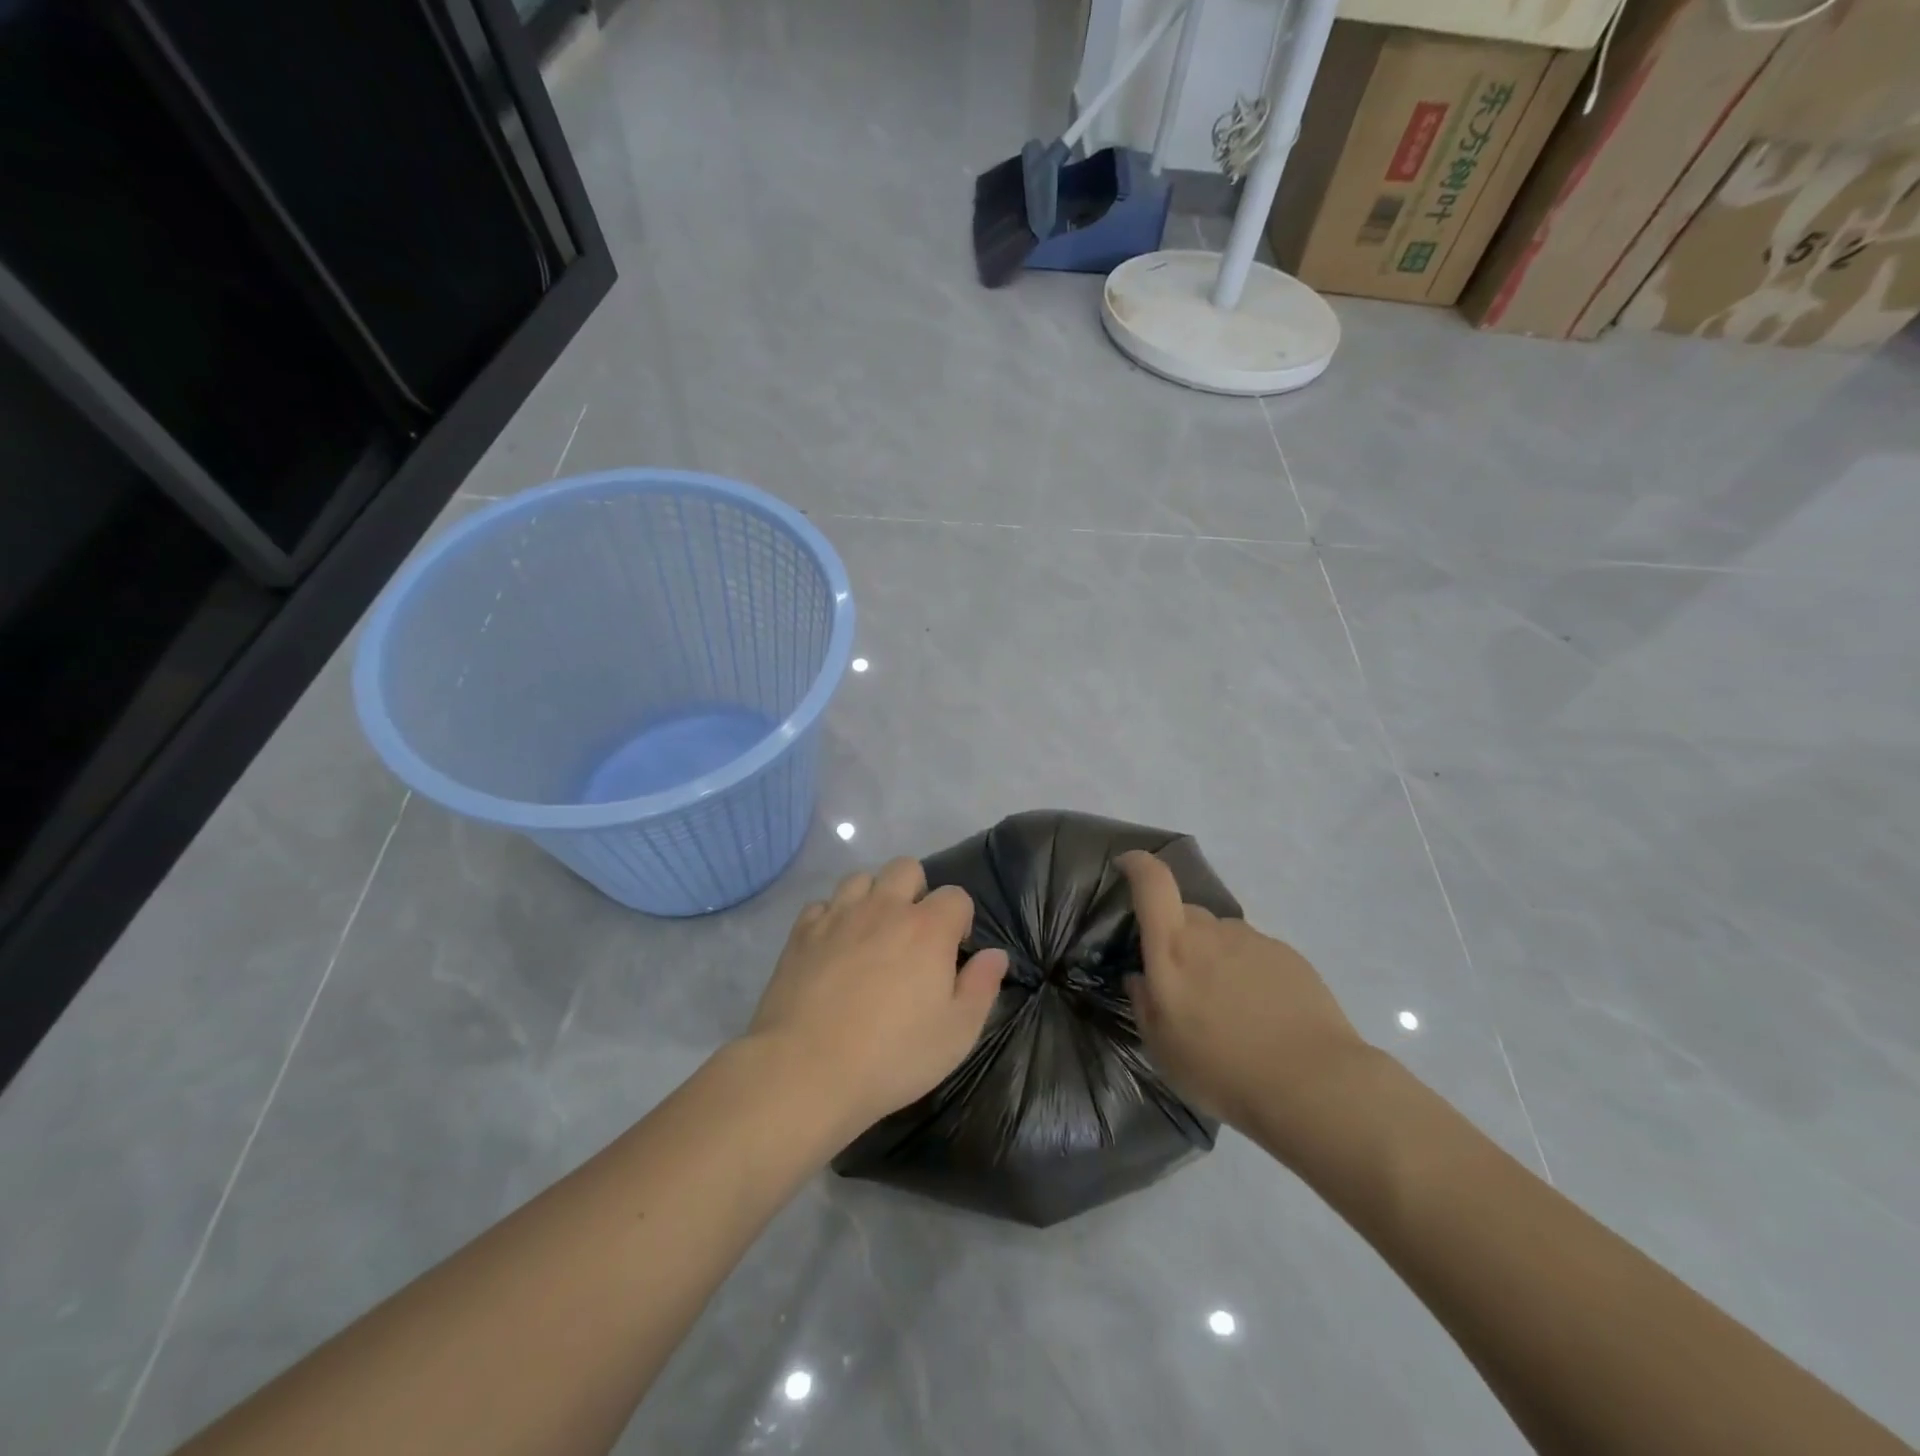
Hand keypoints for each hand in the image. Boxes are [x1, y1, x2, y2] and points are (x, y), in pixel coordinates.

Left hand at [748, 859, 1008, 1136]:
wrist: (806, 1070)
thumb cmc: (892, 1056)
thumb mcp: (956, 1034)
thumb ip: (981, 987)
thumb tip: (995, 955)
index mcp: (928, 928)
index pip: (956, 895)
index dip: (960, 919)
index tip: (953, 953)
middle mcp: (884, 908)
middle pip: (906, 868)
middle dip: (916, 891)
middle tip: (913, 935)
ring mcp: (838, 916)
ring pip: (861, 878)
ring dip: (872, 897)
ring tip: (872, 935)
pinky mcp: (802, 932)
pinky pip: (822, 905)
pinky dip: (832, 917)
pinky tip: (833, 947)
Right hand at [1118, 851, 1367, 1134]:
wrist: (1313, 1085)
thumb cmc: (1222, 1069)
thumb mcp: (1162, 1048)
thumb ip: (1144, 1003)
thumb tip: (1141, 977)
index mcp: (1174, 948)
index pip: (1153, 884)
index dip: (1138, 865)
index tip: (1128, 864)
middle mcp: (1213, 932)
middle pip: (1186, 916)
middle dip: (1177, 938)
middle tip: (1184, 984)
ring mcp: (1254, 941)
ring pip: (1221, 937)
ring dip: (1215, 959)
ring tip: (1227, 1009)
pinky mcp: (1289, 956)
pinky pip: (1254, 954)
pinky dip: (1247, 974)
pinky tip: (1261, 1015)